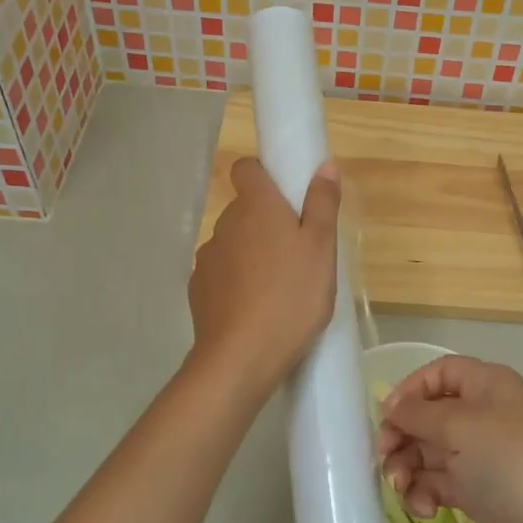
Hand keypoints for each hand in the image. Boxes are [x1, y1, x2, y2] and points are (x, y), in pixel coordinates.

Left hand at [188, 156, 340, 396]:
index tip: (287, 197)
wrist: (241, 357)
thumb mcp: (321, 249)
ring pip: (234, 244)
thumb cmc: (292, 297)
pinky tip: (256, 309)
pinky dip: (237, 282)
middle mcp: (225, 224)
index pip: (246, 168)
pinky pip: (222, 274)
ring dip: (252, 254)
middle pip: (245, 209)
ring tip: (279, 287)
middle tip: (298, 252)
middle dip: (267, 222)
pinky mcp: (198, 290)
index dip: (264, 175)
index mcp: (256, 207)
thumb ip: (323, 204)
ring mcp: (207, 258)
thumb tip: (324, 164)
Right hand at [379, 357, 522, 522]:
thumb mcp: (459, 426)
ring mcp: (482, 456)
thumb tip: (391, 405)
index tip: (387, 415)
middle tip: (384, 457)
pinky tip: (424, 508)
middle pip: (430, 414)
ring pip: (430, 451)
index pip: (441, 372)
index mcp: (489, 386)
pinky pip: (439, 482)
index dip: (411, 389)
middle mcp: (486, 415)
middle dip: (403, 434)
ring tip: (401, 488)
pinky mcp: (478, 492)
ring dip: (408, 467)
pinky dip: (425, 492)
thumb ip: (417, 412)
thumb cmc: (508, 463)